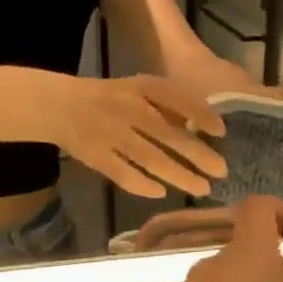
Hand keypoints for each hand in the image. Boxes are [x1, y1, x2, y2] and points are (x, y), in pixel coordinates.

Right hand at [48, 75, 227, 197]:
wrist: (60, 106)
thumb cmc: (110, 98)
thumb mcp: (139, 90)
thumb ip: (168, 105)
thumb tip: (205, 126)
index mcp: (141, 88)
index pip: (177, 98)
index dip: (201, 114)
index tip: (221, 132)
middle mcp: (128, 109)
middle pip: (168, 134)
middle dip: (198, 155)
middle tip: (222, 171)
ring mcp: (111, 134)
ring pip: (151, 159)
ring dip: (179, 175)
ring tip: (202, 188)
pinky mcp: (97, 156)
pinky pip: (124, 174)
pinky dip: (143, 185)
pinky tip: (162, 193)